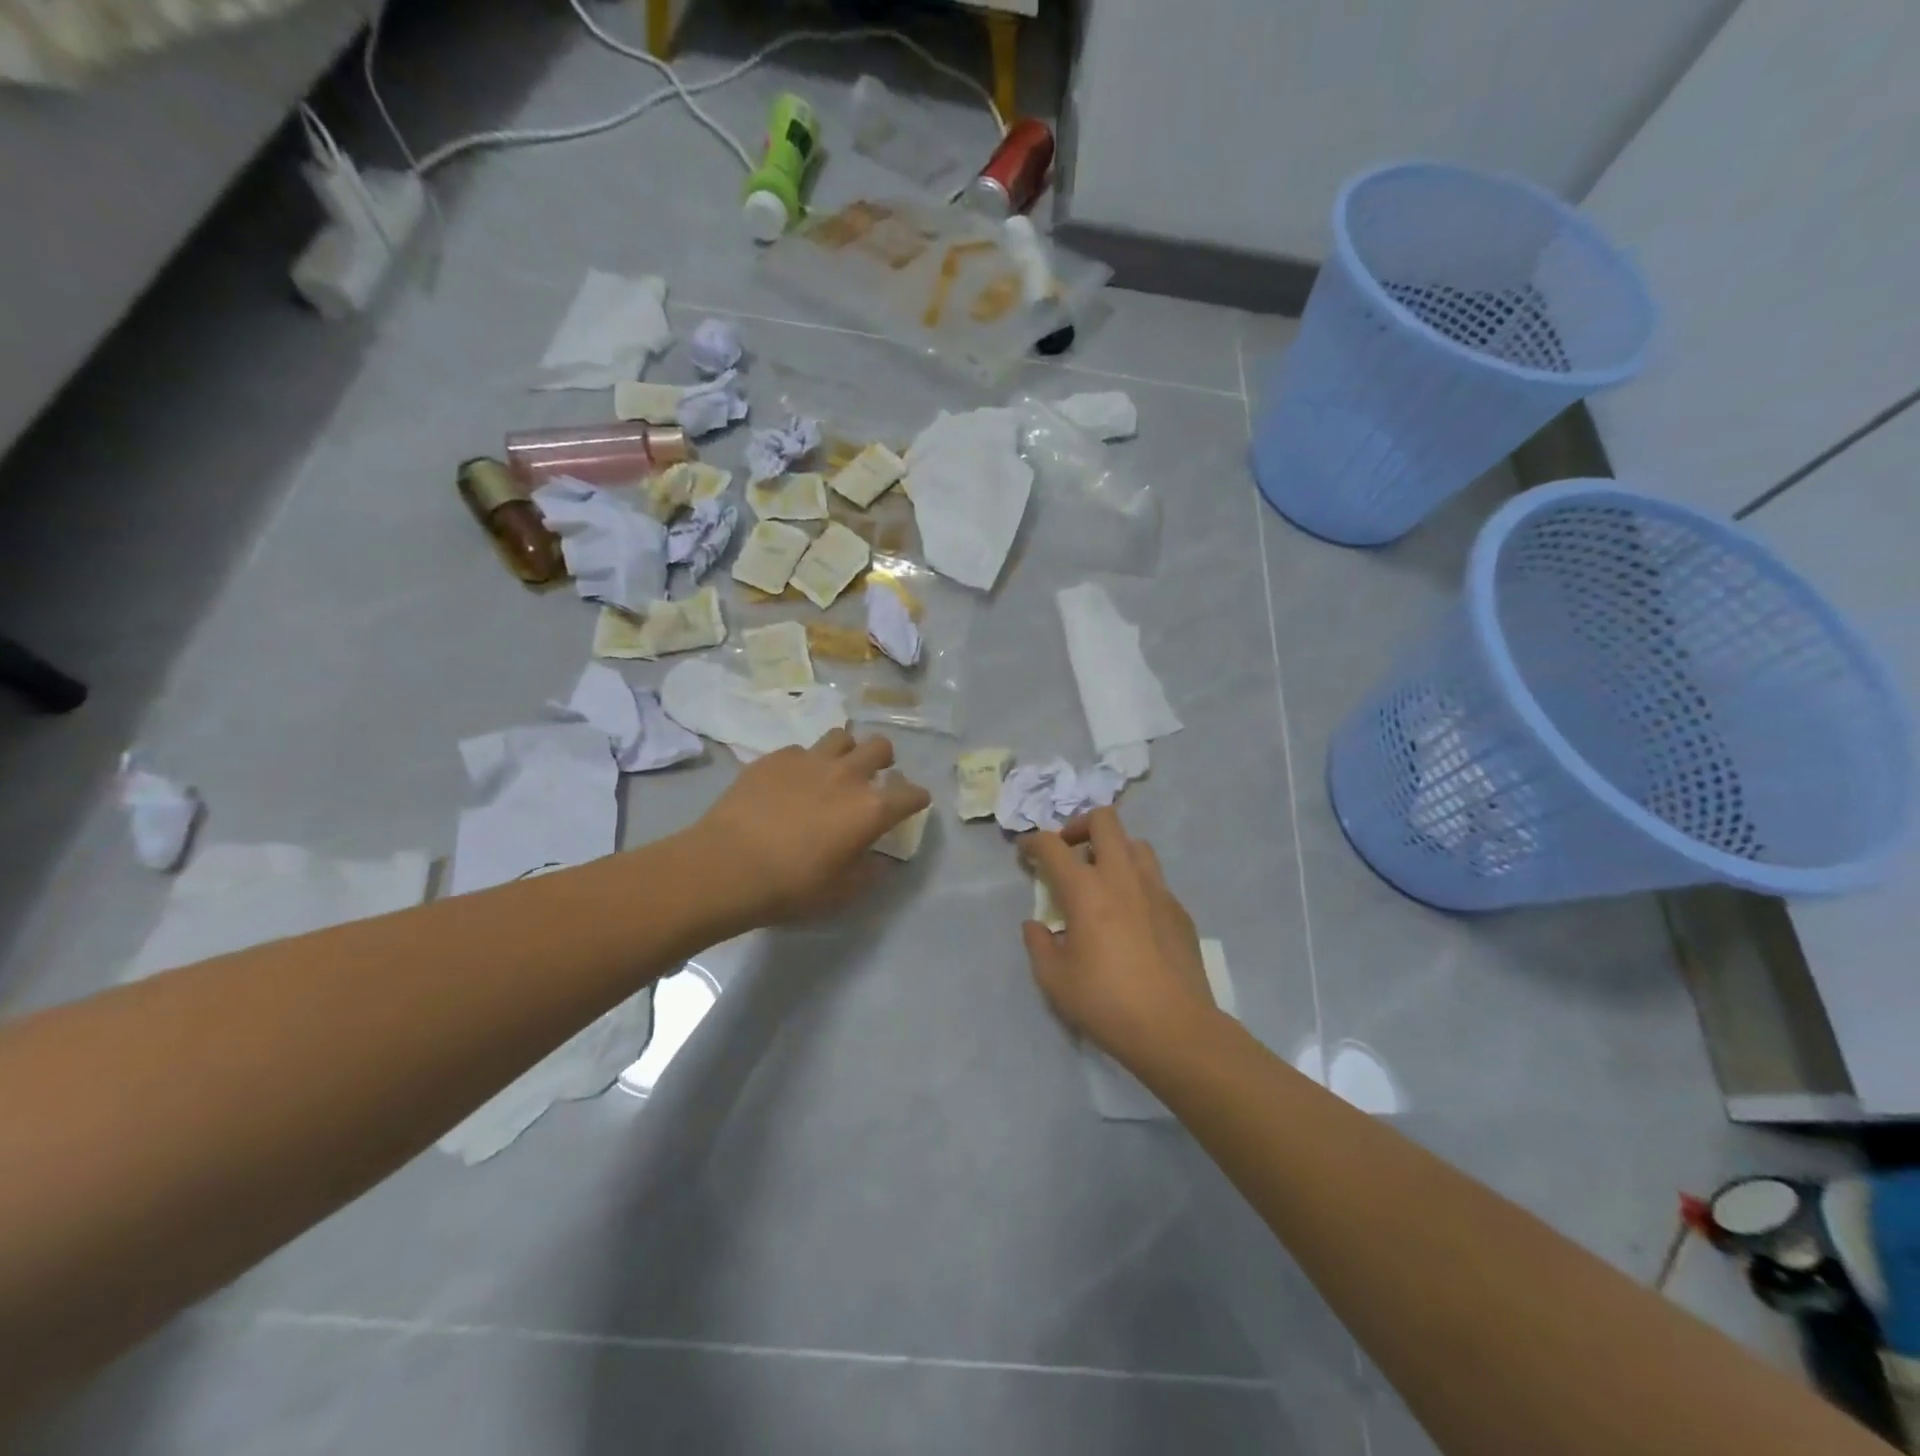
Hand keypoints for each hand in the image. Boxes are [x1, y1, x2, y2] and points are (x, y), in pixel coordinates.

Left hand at [692, 728, 930, 925]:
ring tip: (835, 769)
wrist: (726, 866)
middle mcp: (847, 775)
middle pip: (881, 747)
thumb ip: (869, 871)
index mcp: (871, 809)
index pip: (911, 793)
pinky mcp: (775, 758)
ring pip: (841, 736)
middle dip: (884, 760)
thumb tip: (879, 859)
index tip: (914, 803)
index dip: (917, 798)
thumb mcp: (841, 892)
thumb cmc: (791, 887)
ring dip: (846, 751)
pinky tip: (792, 782)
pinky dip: (805, 763)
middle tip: (874, 777)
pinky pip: (801, 750)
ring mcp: (809, 760)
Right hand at [1021, 808, 1218, 1066]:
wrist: (1175, 1028)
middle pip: (1104, 821)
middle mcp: (1122, 877)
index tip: (1024, 851)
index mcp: (1086, 890)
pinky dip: (1135, 883)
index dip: (1032, 842)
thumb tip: (1036, 926)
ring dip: (1113, 850)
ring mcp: (1156, 890)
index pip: (1052, 846)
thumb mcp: (1054, 979)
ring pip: (1135, 844)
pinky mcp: (1178, 910)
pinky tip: (1130, 916)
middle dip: (1079, 826)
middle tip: (1068, 852)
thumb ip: (1039, 944)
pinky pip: (1154, 879)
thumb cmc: (1106, 1002)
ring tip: (1102, 879)